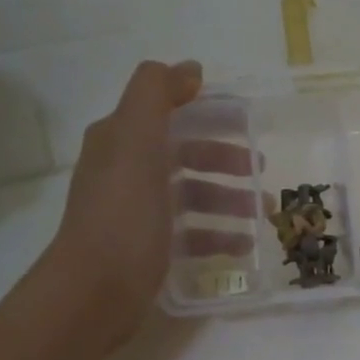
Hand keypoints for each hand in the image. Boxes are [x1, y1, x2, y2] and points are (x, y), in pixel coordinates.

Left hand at [43, 60, 255, 337]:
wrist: (96, 290)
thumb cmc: (124, 214)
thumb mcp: (136, 141)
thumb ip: (157, 94)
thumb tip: (190, 69)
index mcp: (120, 139)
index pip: (168, 112)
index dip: (206, 112)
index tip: (246, 122)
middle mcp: (125, 170)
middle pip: (184, 154)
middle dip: (225, 159)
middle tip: (261, 169)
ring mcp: (137, 211)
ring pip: (192, 194)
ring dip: (229, 198)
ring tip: (263, 213)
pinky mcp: (149, 247)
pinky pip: (191, 232)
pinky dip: (219, 233)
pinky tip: (243, 244)